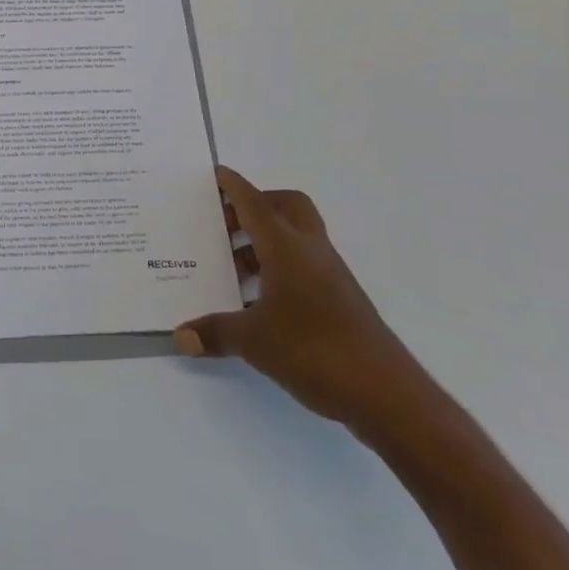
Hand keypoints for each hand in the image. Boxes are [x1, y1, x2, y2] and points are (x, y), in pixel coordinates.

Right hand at [176, 167, 430, 433]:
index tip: (216, 174)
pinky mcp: (341, 301)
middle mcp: (310, 252)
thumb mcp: (253, 341)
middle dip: (257, 206)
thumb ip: (214, 333)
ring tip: (232, 266)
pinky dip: (279, 268)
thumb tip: (181, 336)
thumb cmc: (314, 351)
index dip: (234, 186)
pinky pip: (304, 265)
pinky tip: (258, 300)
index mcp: (286, 249)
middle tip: (225, 224)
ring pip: (296, 237)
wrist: (387, 395)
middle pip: (287, 207)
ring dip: (265, 241)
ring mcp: (331, 276)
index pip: (255, 204)